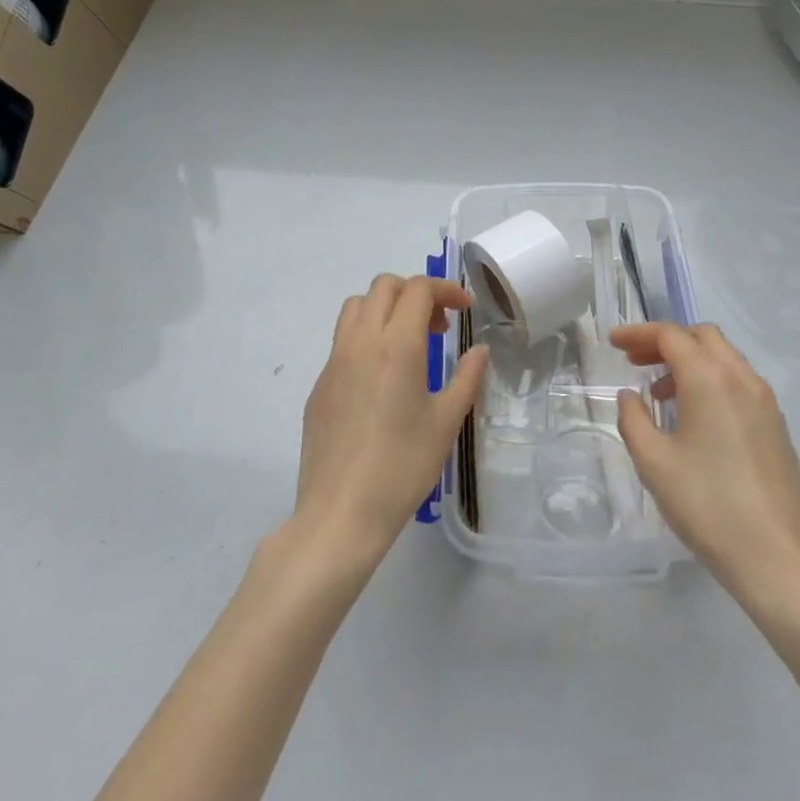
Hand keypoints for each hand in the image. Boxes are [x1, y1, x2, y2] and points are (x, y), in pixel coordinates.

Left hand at [294, 274, 488, 568]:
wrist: (340, 514)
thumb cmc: (402, 468)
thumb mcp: (446, 423)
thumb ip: (466, 378)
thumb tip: (479, 350)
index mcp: (397, 345)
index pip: (418, 290)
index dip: (445, 289)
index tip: (465, 309)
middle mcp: (361, 342)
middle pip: (384, 286)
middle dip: (415, 293)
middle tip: (437, 327)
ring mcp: (334, 362)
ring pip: (357, 307)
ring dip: (385, 309)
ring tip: (407, 343)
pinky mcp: (319, 385)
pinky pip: (342, 341)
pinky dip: (366, 338)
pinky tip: (380, 380)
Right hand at [612, 321, 799, 607]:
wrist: (779, 560)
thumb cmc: (708, 506)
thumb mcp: (653, 462)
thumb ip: (633, 419)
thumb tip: (630, 396)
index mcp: (710, 378)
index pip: (670, 335)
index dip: (638, 333)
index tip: (613, 342)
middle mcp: (741, 378)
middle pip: (701, 337)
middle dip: (665, 341)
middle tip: (636, 361)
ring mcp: (765, 402)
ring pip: (724, 357)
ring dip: (690, 361)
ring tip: (660, 394)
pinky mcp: (777, 426)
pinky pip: (739, 382)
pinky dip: (711, 381)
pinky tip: (695, 418)